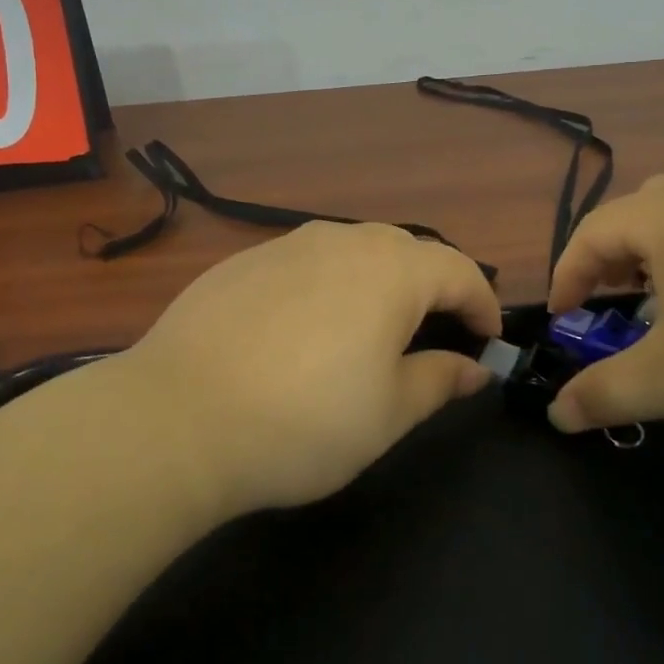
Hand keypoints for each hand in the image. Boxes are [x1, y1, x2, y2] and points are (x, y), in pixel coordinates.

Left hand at [114, 222, 501, 513]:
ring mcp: (287, 245)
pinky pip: (306, 262)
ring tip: (372, 329)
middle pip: (408, 251)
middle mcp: (343, 241)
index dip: (481, 305)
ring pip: (354, 251)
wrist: (177, 419)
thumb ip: (439, 381)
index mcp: (391, 270)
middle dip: (433, 288)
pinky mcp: (242, 262)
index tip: (486, 341)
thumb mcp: (388, 413)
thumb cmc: (304, 422)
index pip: (459, 271)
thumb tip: (474, 369)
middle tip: (434, 334)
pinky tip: (305, 330)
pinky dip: (327, 286)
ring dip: (379, 282)